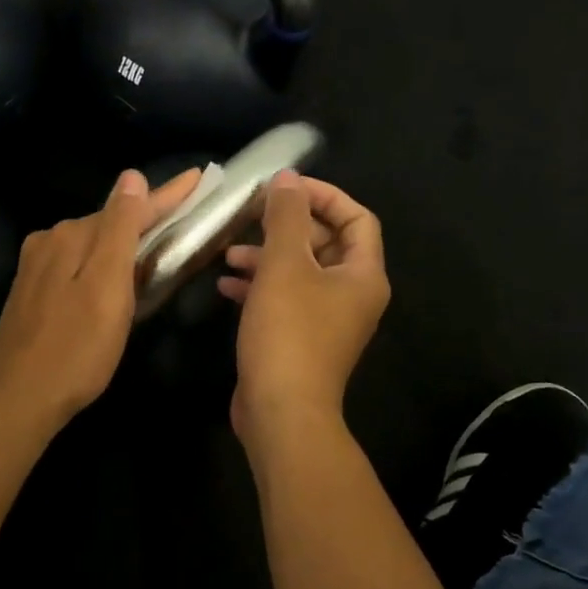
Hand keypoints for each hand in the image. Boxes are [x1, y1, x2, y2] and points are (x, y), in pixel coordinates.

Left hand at [0, 167, 202, 432]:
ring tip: (157, 238)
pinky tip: (113, 272)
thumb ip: (120, 230)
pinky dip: (102, 260)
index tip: (198, 177)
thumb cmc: (76, 348)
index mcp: (72, 235)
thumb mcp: (107, 288)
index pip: (129, 207)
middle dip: (146, 216)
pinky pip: (77, 262)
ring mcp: (37, 265)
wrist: (18, 399)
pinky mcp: (32, 290)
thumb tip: (131, 177)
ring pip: (92, 243)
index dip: (167, 194)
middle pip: (109, 222)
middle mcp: (51, 240)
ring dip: (123, 238)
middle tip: (184, 211)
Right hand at [220, 172, 389, 447]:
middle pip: (324, 243)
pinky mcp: (300, 338)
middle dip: (286, 226)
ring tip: (229, 253)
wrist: (280, 411)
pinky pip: (283, 298)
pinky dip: (258, 286)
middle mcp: (351, 294)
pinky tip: (225, 285)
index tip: (284, 187)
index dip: (323, 195)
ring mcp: (326, 319)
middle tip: (250, 215)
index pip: (356, 218)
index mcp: (362, 274)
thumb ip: (286, 216)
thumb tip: (288, 177)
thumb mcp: (284, 265)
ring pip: (299, 271)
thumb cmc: (288, 332)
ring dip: (266, 255)